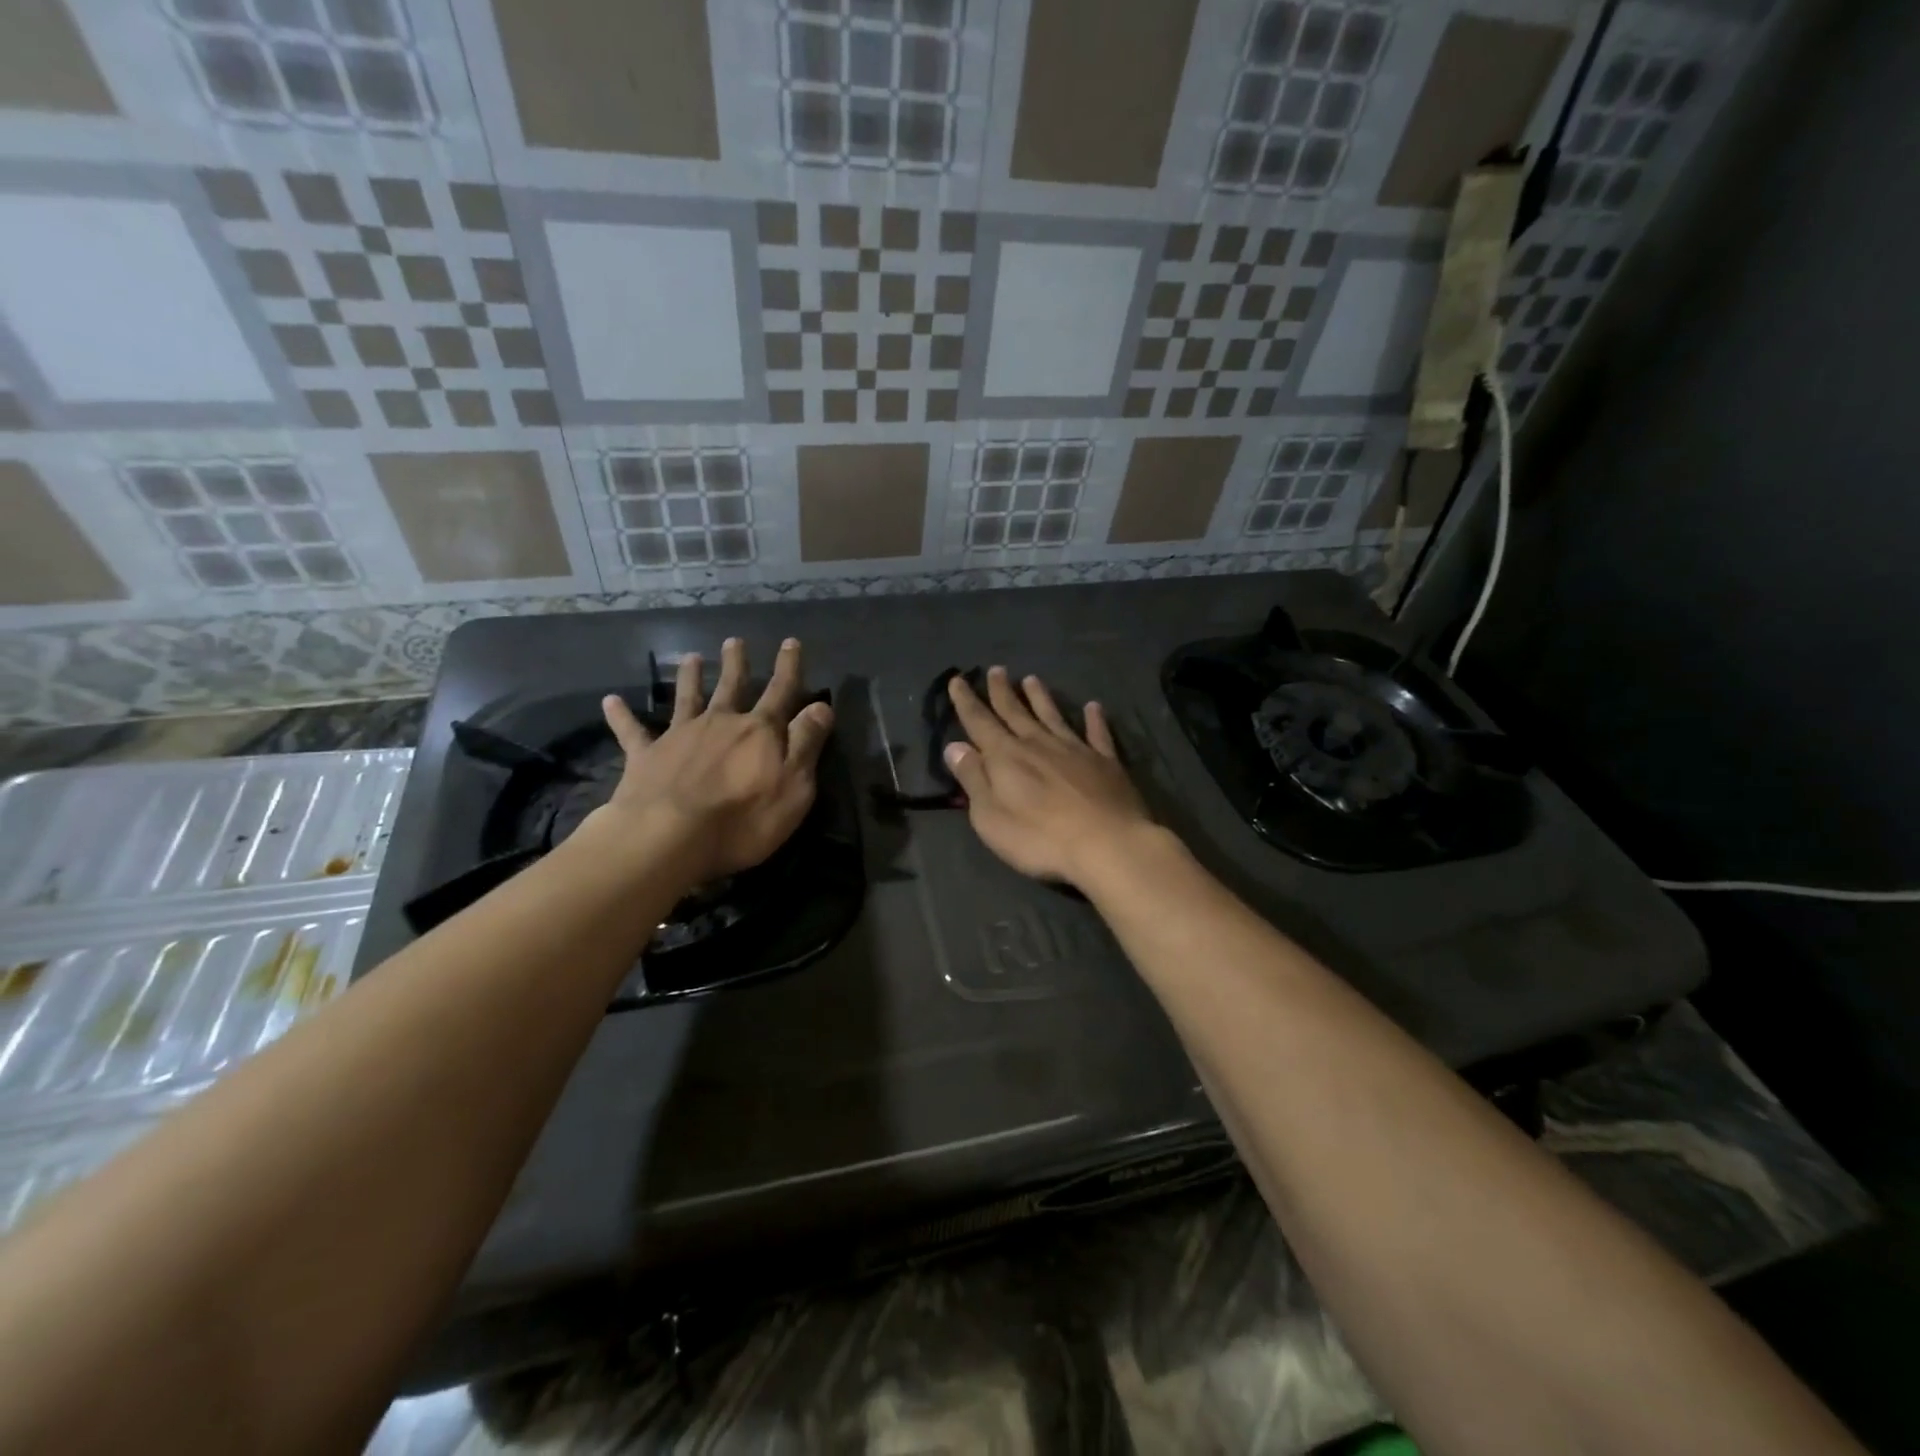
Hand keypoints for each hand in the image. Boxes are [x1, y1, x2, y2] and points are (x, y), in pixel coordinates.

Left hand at [594, 637, 833, 884]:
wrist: (668, 837)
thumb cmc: (743, 819)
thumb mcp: (794, 785)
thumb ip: (807, 743)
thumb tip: (822, 706)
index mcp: (759, 731)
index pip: (781, 692)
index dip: (789, 668)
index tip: (791, 643)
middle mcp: (720, 723)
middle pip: (731, 687)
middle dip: (736, 664)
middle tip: (734, 641)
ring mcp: (680, 737)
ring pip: (687, 698)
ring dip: (690, 678)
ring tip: (690, 657)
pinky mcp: (646, 757)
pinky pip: (632, 732)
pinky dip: (622, 716)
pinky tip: (611, 701)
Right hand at [943, 666, 1153, 889]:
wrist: (1107, 844)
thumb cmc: (1039, 838)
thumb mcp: (991, 817)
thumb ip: (973, 779)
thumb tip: (955, 747)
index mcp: (1006, 757)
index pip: (980, 722)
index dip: (966, 701)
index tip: (957, 680)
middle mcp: (1039, 744)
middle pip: (1015, 713)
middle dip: (1002, 692)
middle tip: (996, 670)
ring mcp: (1075, 750)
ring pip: (1053, 716)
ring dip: (1040, 697)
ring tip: (1032, 679)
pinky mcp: (1106, 763)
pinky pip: (1098, 734)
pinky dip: (1094, 719)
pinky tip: (1093, 707)